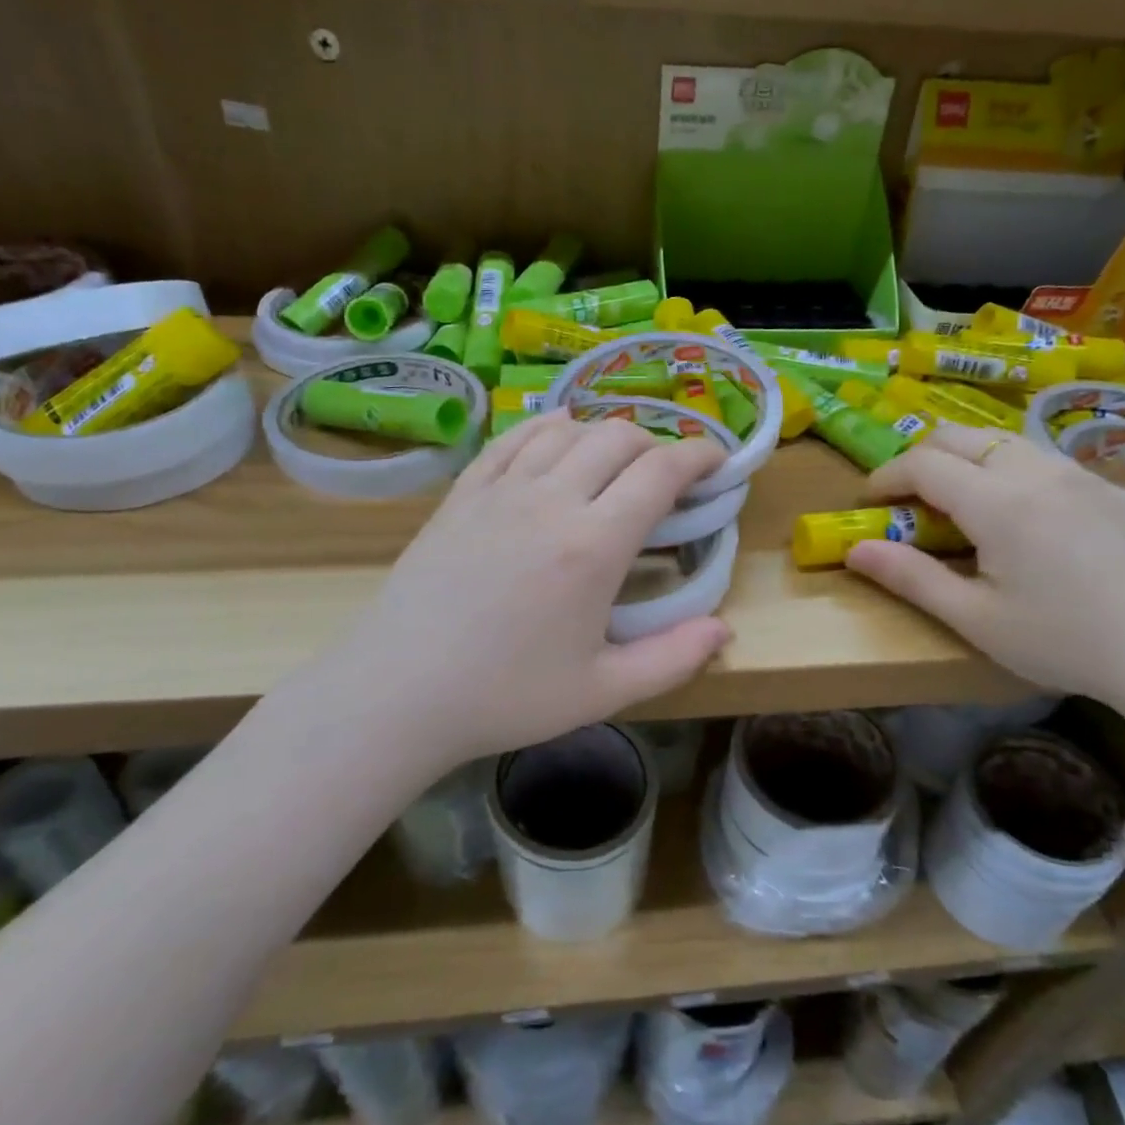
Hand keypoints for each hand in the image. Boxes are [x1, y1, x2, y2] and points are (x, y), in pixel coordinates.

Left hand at [305, 412, 731, 769]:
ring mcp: (501, 490)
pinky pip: (515, 438)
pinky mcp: (464, 492)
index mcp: (593, 545)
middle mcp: (551, 500)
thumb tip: (724, 630)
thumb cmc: (506, 696)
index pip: (660, 471)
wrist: (399, 691)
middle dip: (657, 443)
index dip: (698, 455)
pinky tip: (558, 440)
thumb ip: (672, 659)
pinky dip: (549, 428)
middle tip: (667, 476)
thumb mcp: (602, 692)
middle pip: (618, 436)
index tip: (717, 463)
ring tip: (616, 462)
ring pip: (568, 429)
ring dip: (605, 434)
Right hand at [844, 423, 1124, 711]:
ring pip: (1000, 440)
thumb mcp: (975, 618)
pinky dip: (1004, 467)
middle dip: (919, 458)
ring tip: (957, 504)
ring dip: (963, 459)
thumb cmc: (1063, 640)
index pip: (923, 464)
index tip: (869, 503)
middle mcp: (1034, 471)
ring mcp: (1075, 474)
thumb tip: (855, 551)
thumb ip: (910, 577)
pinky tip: (1016, 514)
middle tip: (907, 500)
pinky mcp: (1104, 487)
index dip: (886, 477)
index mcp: (998, 502)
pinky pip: (1038, 456)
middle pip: (958, 436)